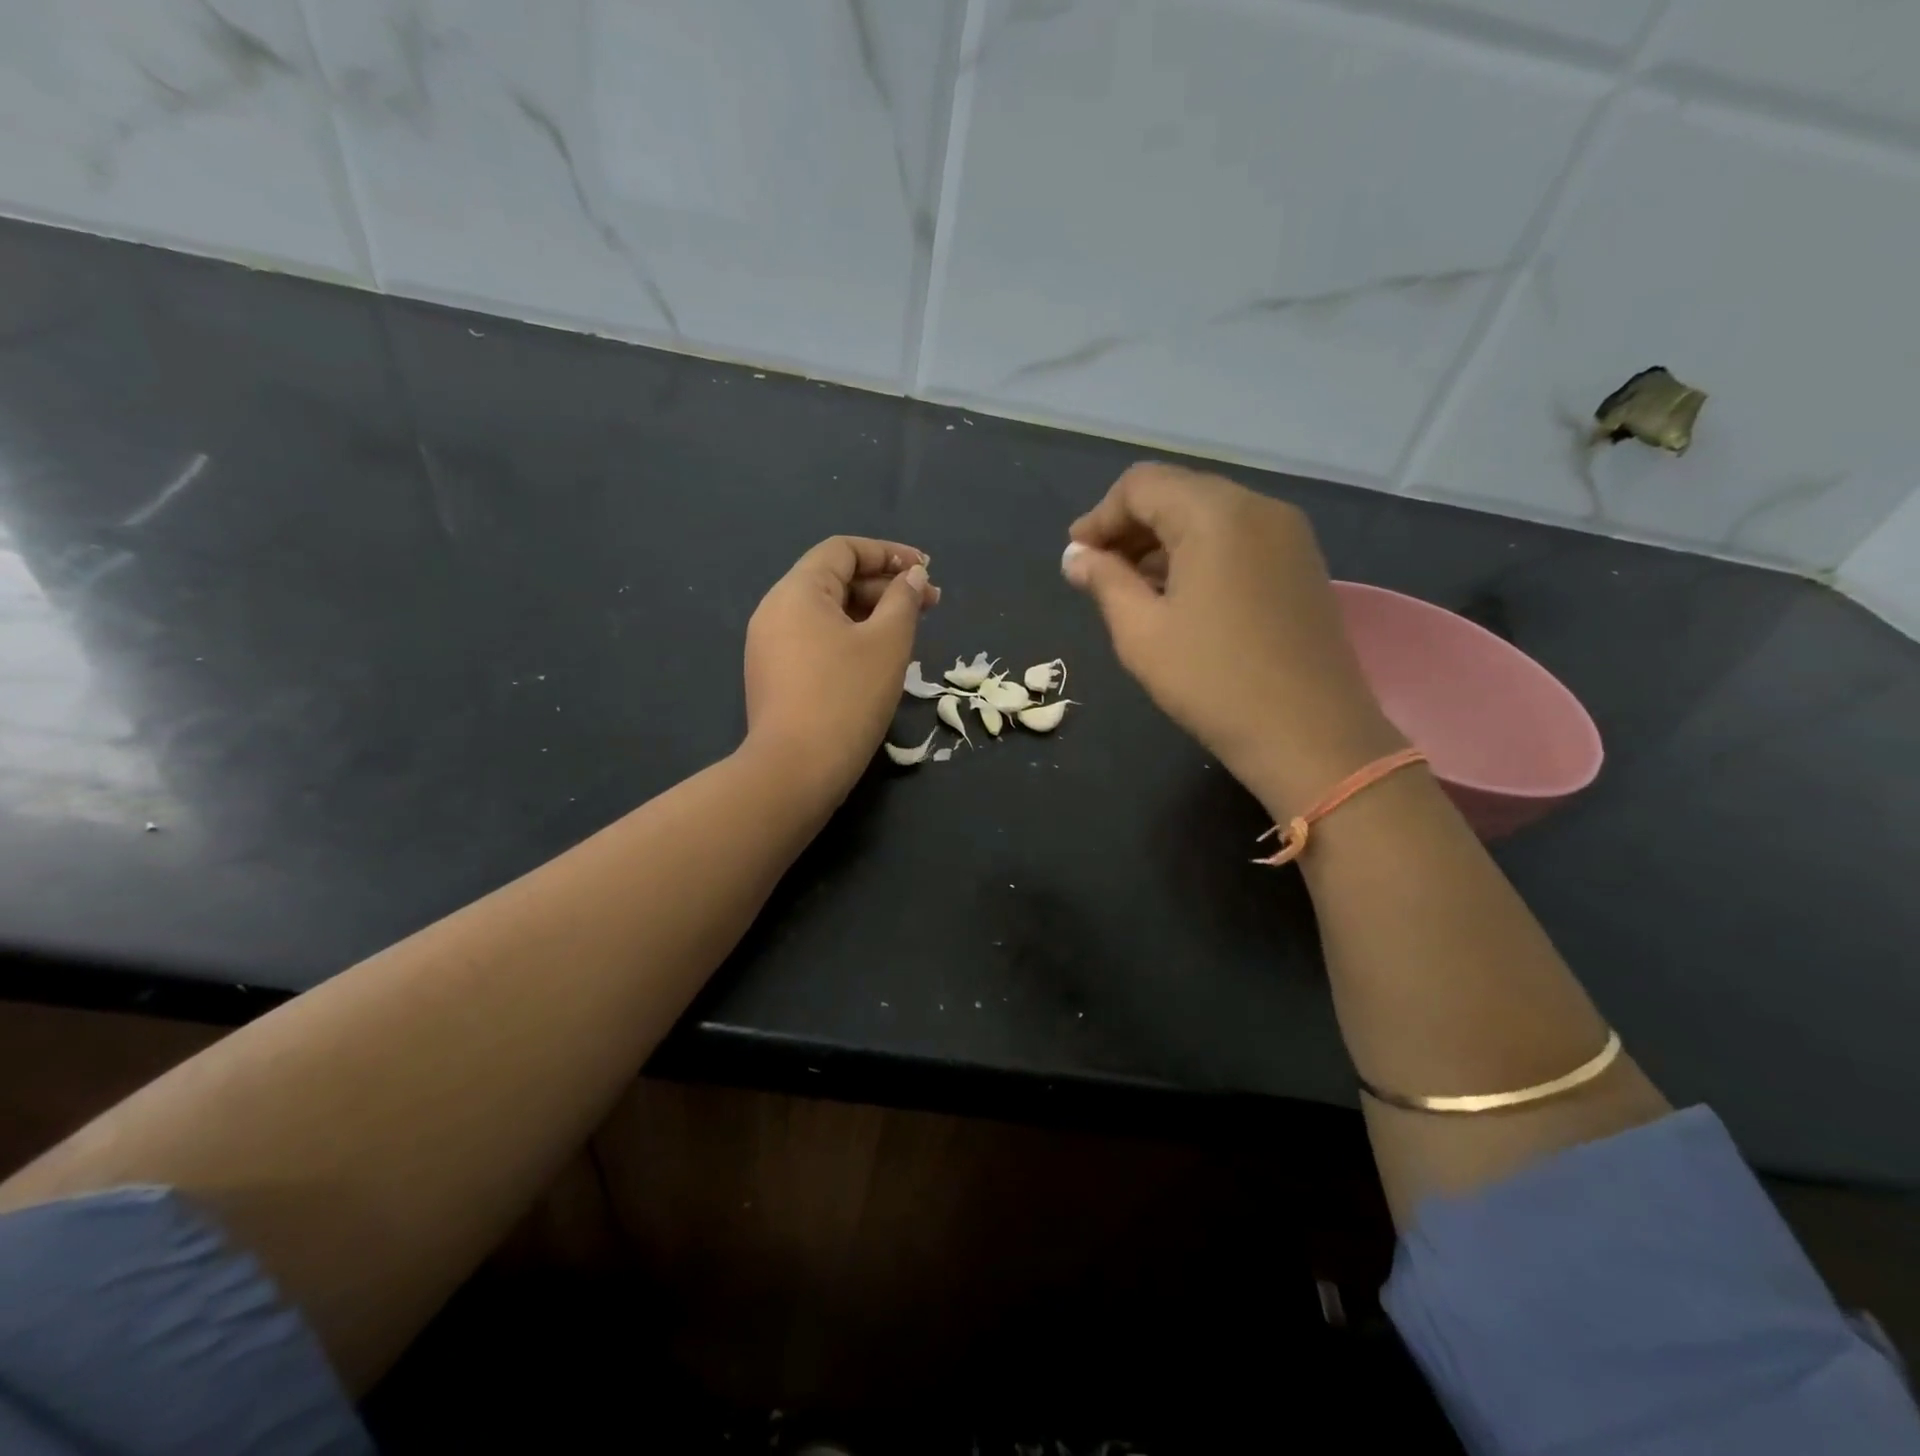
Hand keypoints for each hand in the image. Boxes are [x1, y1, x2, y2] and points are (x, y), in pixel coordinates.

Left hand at [744, 536, 937, 800]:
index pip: (843, 550)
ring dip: (871, 614)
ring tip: (910, 632)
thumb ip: (903, 600)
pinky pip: (816, 641)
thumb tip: (912, 576)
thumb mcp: (887, 643)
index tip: (926, 570)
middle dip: (885, 587)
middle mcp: (776, 610)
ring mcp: (770, 646)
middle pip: (834, 580)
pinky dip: (850, 639)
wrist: (795, 770)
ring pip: (827, 614)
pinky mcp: (774, 677)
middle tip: (931, 605)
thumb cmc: (847, 697)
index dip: (888, 553)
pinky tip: (878, 660)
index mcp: (797, 591)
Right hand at [1064, 462, 1400, 810]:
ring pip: (1209, 515)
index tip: (1075, 557)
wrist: (1310, 735)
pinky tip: (1179, 595)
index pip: (1141, 485)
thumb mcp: (1141, 632)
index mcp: (1215, 514)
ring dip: (1163, 542)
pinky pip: (1238, 539)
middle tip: (1097, 571)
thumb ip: (1104, 581)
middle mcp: (1258, 508)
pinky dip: (1199, 554)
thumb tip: (1076, 556)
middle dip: (1130, 527)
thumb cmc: (1213, 682)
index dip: (1100, 517)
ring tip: (1132, 588)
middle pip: (1178, 493)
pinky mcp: (1302, 564)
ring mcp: (1288, 535)